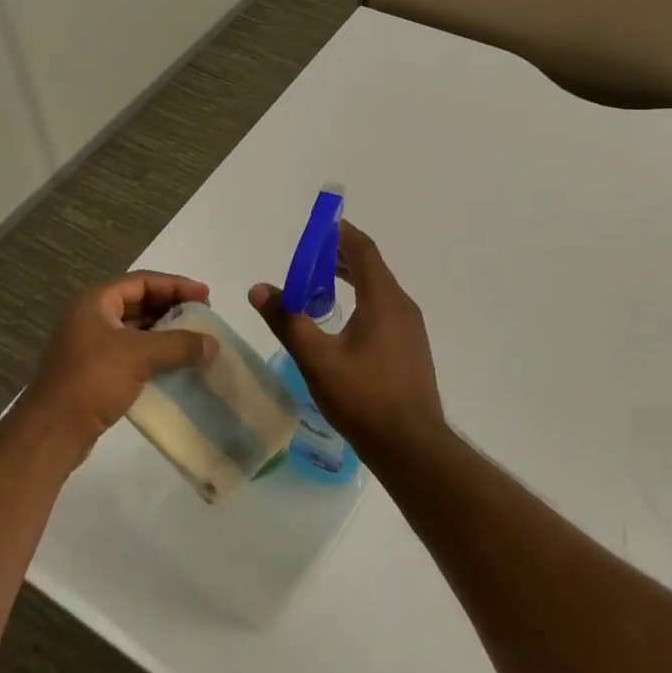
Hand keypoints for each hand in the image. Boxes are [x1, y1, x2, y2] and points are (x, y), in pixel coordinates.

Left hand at [20, 271, 217, 456]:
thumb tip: (213, 343)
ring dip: (165, 333)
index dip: (176, 285)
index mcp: (96, 301)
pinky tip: (176, 365)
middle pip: (139, 303)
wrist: (52, 431)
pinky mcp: (96, 372)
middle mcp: (92, 317)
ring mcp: (91, 345)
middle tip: (203, 317)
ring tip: (195, 340)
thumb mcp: (139, 355)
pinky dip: (155, 355)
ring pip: (136, 330)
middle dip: (173, 308)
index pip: (143, 282)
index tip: (206, 295)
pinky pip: (132, 354)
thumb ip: (179, 345)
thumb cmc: (92, 380)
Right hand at [249, 222, 447, 462]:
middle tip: (307, 258)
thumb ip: (287, 321)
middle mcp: (402, 306)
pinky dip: (360, 301)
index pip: (363, 250)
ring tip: (318, 286)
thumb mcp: (317, 359)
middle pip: (371, 267)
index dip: (340, 233)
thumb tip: (259, 289)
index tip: (317, 226)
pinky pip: (384, 310)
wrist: (411, 446)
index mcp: (384, 300)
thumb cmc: (364, 397)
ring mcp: (410, 329)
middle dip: (339, 257)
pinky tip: (340, 323)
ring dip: (350, 280)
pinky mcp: (410, 349)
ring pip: (378, 290)